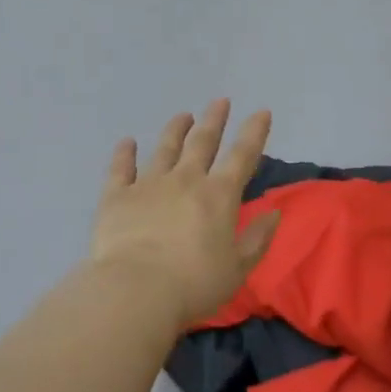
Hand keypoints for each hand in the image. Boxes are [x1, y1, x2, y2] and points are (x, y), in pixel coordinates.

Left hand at [89, 99, 280, 326]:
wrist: (136, 290)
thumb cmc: (194, 284)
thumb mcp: (238, 268)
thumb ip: (257, 238)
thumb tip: (273, 213)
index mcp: (219, 196)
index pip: (242, 156)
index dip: (254, 132)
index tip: (261, 112)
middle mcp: (185, 180)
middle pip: (202, 141)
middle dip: (214, 119)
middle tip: (220, 101)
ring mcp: (149, 184)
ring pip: (165, 148)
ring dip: (176, 129)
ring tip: (183, 115)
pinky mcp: (117, 196)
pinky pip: (121, 168)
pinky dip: (124, 153)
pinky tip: (127, 142)